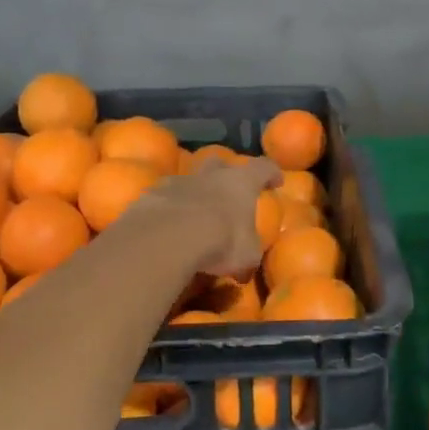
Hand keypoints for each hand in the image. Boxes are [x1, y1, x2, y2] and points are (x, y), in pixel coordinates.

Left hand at [132, 157, 282, 278]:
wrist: (168, 237)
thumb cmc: (220, 241)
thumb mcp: (246, 256)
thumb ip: (248, 254)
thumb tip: (245, 267)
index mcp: (241, 183)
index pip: (263, 168)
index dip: (271, 173)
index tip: (276, 181)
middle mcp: (211, 175)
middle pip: (221, 162)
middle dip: (227, 172)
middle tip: (229, 191)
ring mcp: (179, 181)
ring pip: (189, 178)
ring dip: (195, 191)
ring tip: (195, 212)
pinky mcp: (152, 193)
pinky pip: (164, 197)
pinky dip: (169, 207)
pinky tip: (167, 225)